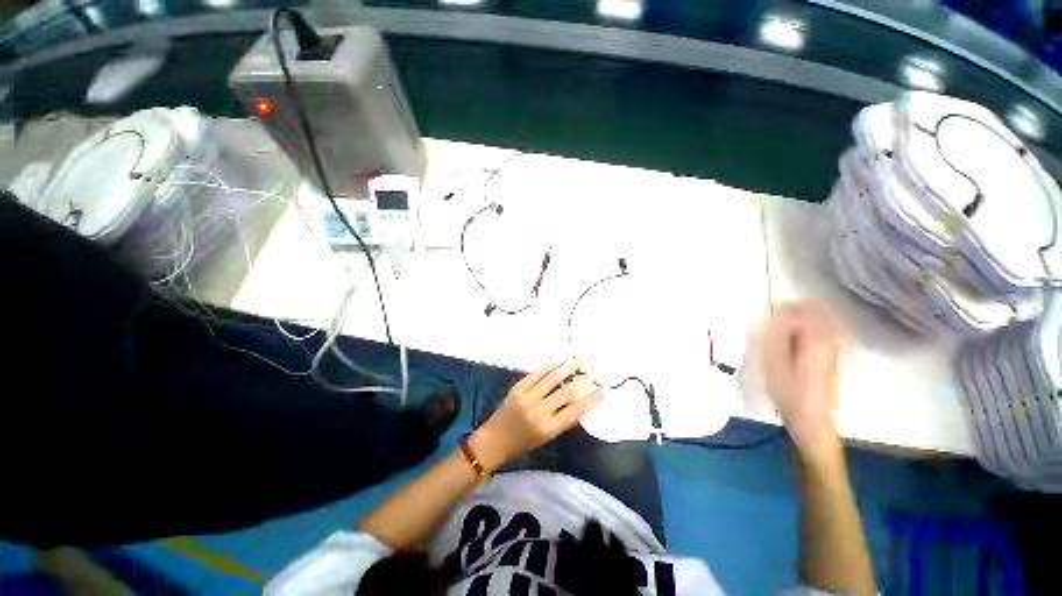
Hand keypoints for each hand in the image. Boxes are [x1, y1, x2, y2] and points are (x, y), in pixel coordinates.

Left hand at [470, 360, 603, 471]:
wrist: (494, 439)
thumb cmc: (523, 442)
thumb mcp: (547, 437)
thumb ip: (562, 420)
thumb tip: (580, 401)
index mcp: (548, 428)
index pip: (575, 411)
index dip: (591, 400)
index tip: (604, 389)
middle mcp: (539, 411)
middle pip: (566, 392)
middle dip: (582, 380)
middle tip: (594, 370)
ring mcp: (527, 397)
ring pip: (551, 379)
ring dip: (567, 368)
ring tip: (578, 360)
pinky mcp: (517, 388)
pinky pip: (536, 374)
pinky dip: (548, 366)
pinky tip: (557, 360)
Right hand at [762, 303, 841, 459]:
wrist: (812, 421)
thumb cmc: (789, 392)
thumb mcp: (773, 362)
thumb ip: (774, 334)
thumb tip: (773, 313)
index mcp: (816, 338)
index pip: (800, 308)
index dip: (779, 308)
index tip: (762, 315)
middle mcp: (830, 338)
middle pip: (812, 309)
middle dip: (788, 311)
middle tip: (768, 323)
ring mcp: (832, 347)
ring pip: (815, 319)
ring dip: (794, 320)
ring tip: (775, 333)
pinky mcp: (829, 356)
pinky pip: (817, 331)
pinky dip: (801, 329)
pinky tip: (787, 343)